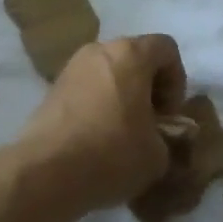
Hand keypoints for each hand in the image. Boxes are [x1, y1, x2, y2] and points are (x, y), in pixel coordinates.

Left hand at [20, 35, 187, 210]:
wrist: (45, 173)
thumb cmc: (112, 153)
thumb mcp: (158, 154)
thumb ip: (167, 136)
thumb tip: (157, 138)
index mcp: (130, 54)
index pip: (166, 48)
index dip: (177, 80)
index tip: (169, 114)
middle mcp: (98, 51)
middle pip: (134, 58)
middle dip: (148, 88)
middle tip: (150, 124)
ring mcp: (70, 68)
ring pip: (108, 74)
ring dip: (122, 97)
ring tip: (124, 134)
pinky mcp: (51, 90)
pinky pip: (86, 90)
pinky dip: (98, 106)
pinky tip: (97, 140)